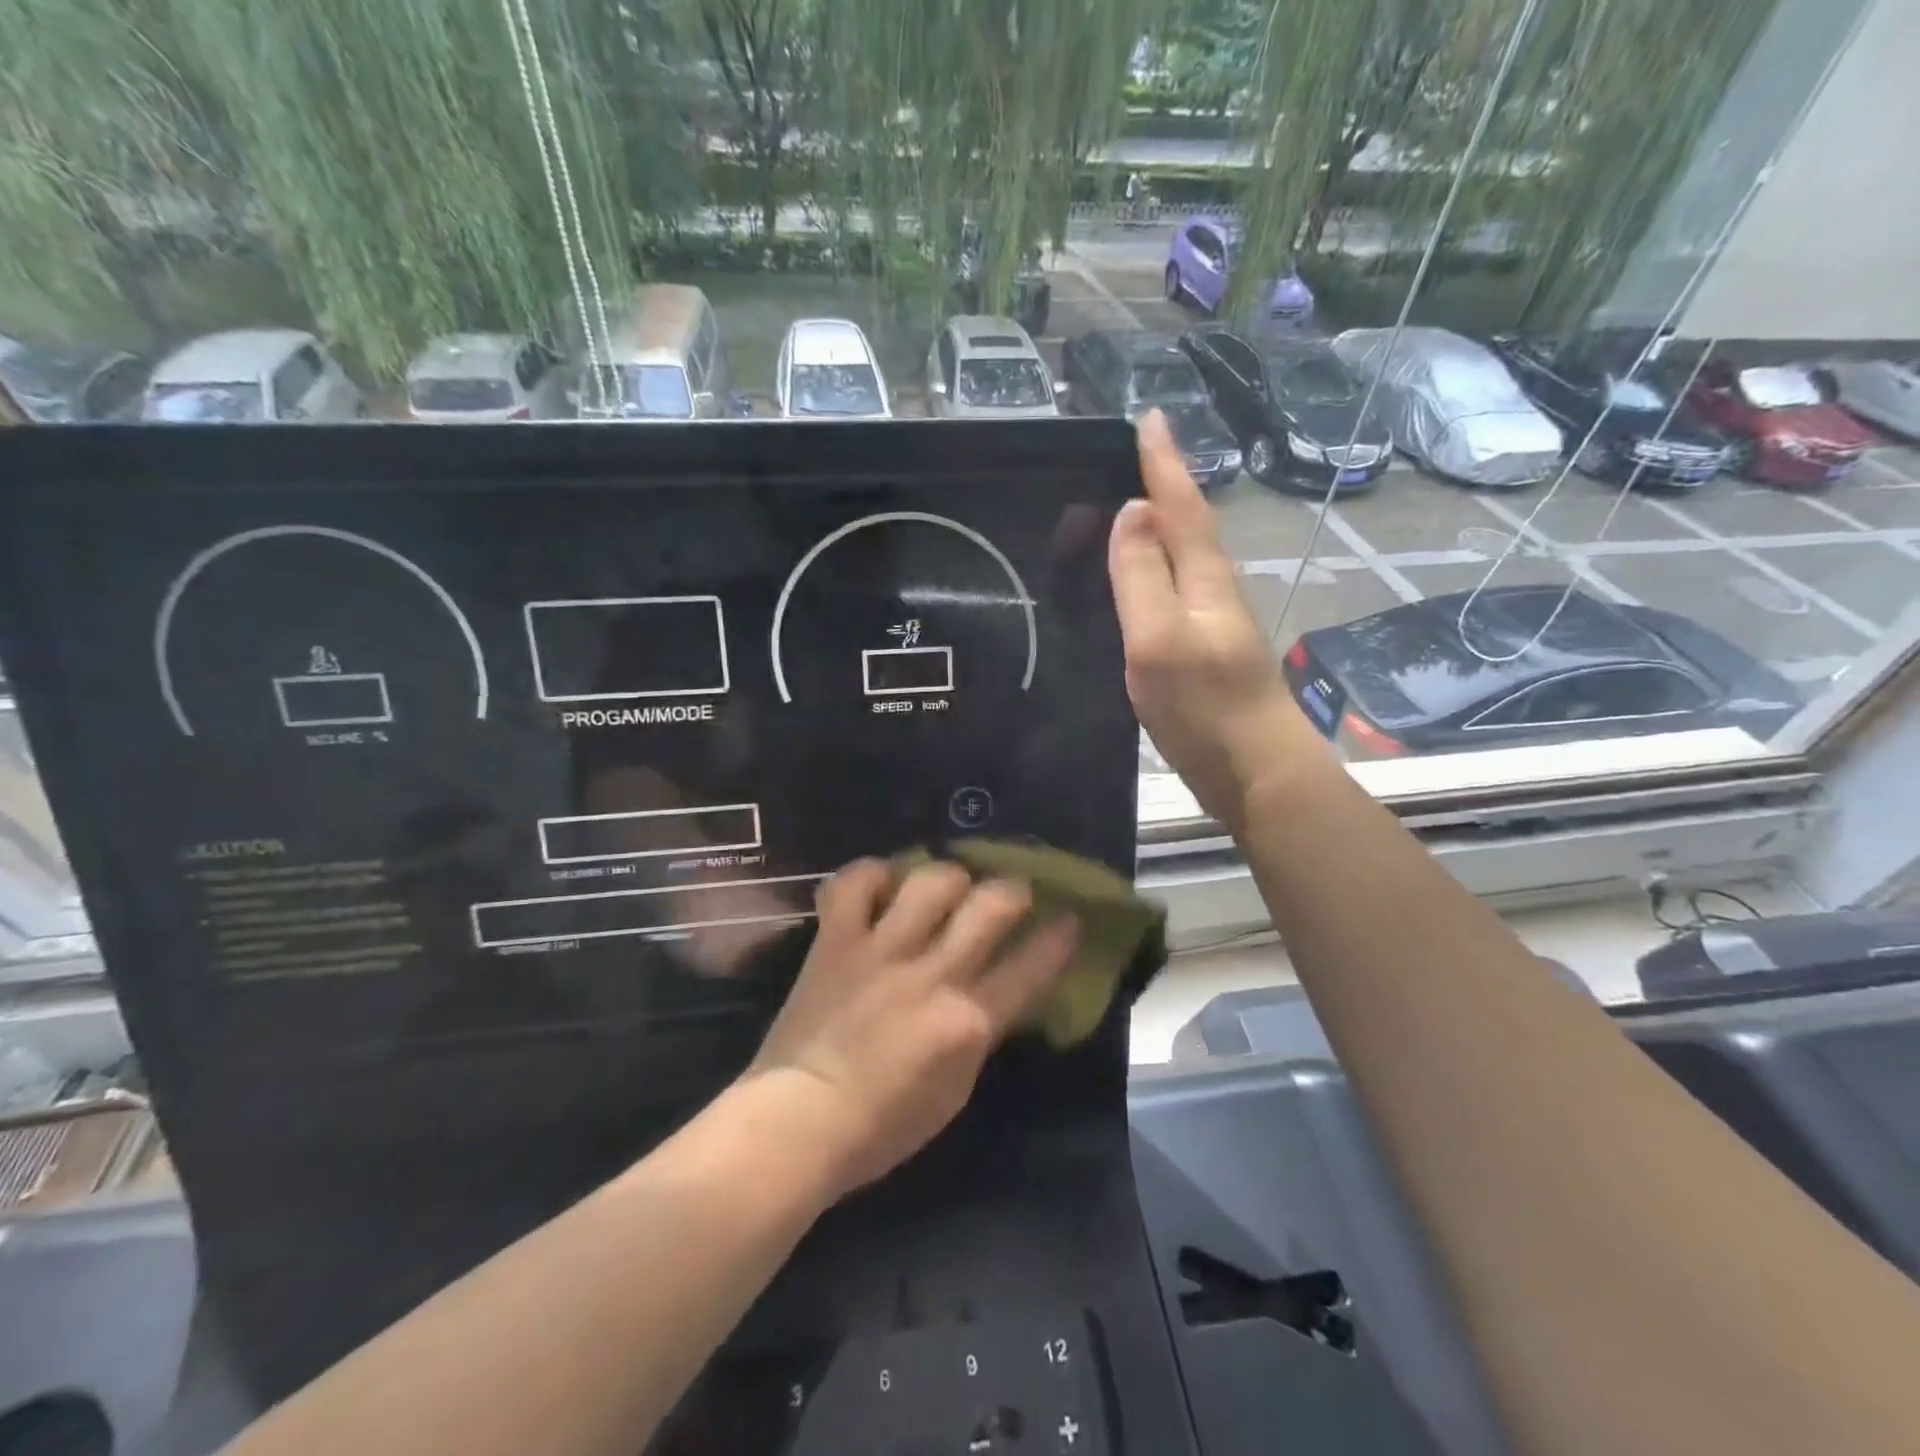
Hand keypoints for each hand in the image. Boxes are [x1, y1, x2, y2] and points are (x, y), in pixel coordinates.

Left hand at [747, 860, 1078, 1195]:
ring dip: (947, 877)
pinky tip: (881, 886)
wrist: (800, 1122)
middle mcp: (932, 973)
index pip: (1033, 965)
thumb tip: (994, 992)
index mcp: (968, 1020)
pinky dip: (871, 876)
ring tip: (944, 888)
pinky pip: (854, 883)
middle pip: (991, 903)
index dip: (1060, 937)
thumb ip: (979, 1032)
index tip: (1070, 918)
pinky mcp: (836, 940)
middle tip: (1008, 895)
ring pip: (930, 880)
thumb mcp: (956, 1089)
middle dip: (1012, 890)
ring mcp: (881, 950)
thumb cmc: (884, 1125)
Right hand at [1110, 410, 1329, 825]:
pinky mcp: (1203, 654)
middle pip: (1186, 526)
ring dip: (1157, 528)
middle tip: (1128, 457)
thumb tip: (1131, 511)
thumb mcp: (1159, 639)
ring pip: (1181, 560)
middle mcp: (1212, 591)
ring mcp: (1211, 624)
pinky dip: (1154, 571)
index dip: (1163, 463)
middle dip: (1161, 486)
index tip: (1149, 417)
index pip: (1180, 506)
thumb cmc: (1204, 707)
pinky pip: (1173, 594)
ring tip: (1123, 508)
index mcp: (1203, 578)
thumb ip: (1142, 576)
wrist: (1256, 773)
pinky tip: (1137, 581)